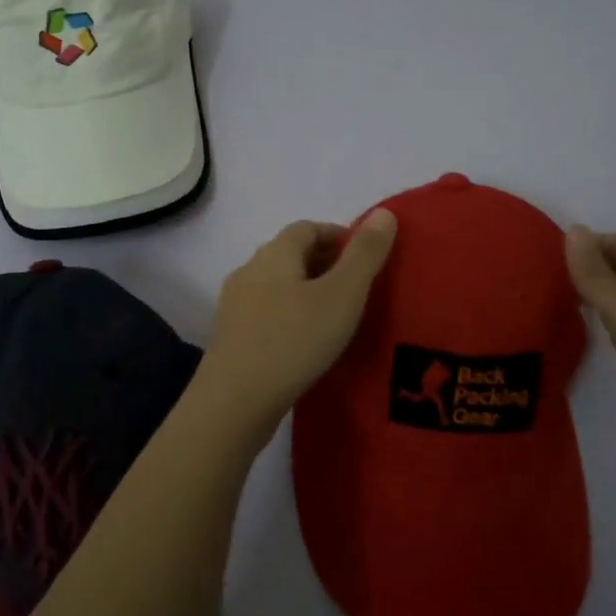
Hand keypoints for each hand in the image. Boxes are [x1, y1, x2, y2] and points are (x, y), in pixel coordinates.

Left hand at [198, 210, 398, 427]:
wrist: (235, 402)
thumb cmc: (294, 340)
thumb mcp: (343, 294)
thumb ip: (365, 254)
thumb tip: (384, 212)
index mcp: (274, 254)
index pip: (307, 228)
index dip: (338, 235)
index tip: (366, 257)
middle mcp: (249, 271)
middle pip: (290, 255)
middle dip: (324, 263)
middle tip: (358, 288)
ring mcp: (235, 306)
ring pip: (277, 287)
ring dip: (306, 292)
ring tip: (336, 317)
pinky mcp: (231, 338)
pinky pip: (267, 315)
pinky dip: (290, 317)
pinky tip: (307, 343)